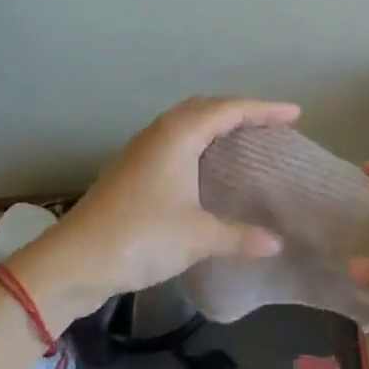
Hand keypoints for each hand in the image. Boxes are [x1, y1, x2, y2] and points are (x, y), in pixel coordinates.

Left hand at [8, 96, 297, 332]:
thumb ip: (239, 236)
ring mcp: (141, 149)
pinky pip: (174, 140)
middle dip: (240, 110)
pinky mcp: (131, 168)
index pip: (230, 110)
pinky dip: (198, 141)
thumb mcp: (197, 237)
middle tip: (270, 123)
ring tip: (243, 138)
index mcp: (179, 135)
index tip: (295, 113)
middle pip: (206, 107)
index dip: (265, 110)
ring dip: (215, 123)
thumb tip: (277, 243)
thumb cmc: (140, 237)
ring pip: (186, 122)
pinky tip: (205, 165)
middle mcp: (160, 132)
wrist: (73, 260)